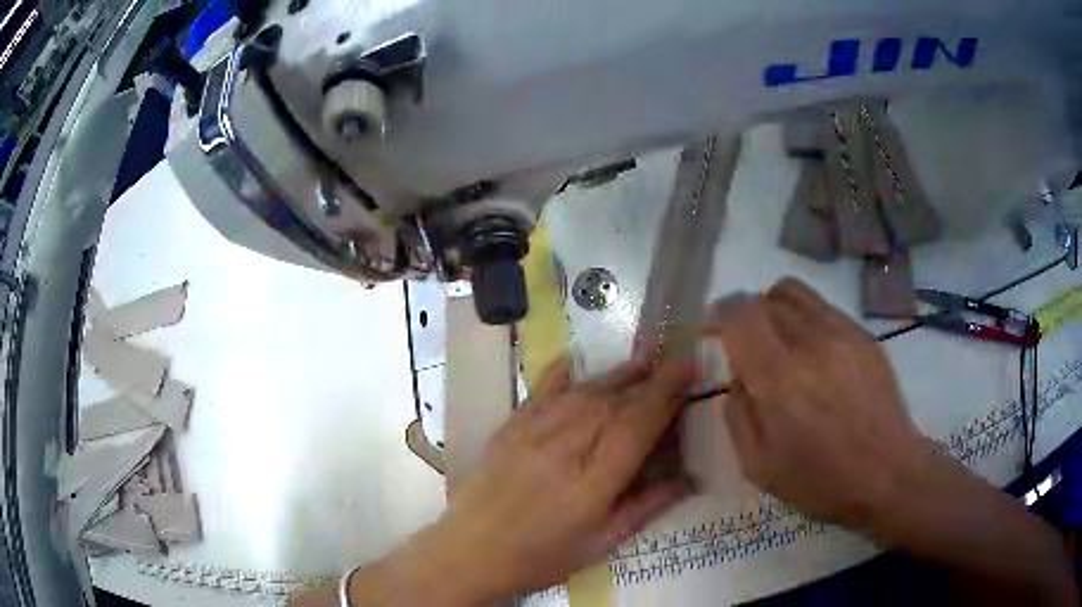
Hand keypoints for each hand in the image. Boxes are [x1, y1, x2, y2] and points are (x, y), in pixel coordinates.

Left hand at [438, 356, 696, 599]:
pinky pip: (539, 390)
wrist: (471, 551)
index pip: (638, 425)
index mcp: (593, 483)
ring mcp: (532, 433)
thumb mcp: (601, 543)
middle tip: (674, 365)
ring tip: (641, 364)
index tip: (689, 373)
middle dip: (650, 380)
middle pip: (614, 402)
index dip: (667, 395)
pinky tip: (575, 359)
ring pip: (583, 392)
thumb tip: (687, 478)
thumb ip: (646, 507)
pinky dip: (561, 371)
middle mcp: (565, 448)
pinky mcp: (510, 427)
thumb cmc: (541, 556)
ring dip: (616, 374)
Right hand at [705, 278, 925, 527]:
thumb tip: (737, 378)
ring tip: (779, 342)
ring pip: (794, 292)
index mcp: (780, 379)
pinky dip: (805, 318)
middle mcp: (811, 342)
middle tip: (747, 346)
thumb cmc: (822, 482)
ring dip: (775, 309)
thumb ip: (737, 416)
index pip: (740, 315)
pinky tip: (814, 355)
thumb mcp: (760, 468)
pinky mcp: (864, 335)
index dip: (720, 314)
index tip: (713, 328)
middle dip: (746, 316)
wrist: (889, 475)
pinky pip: (822, 307)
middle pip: (765, 298)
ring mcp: (842, 333)